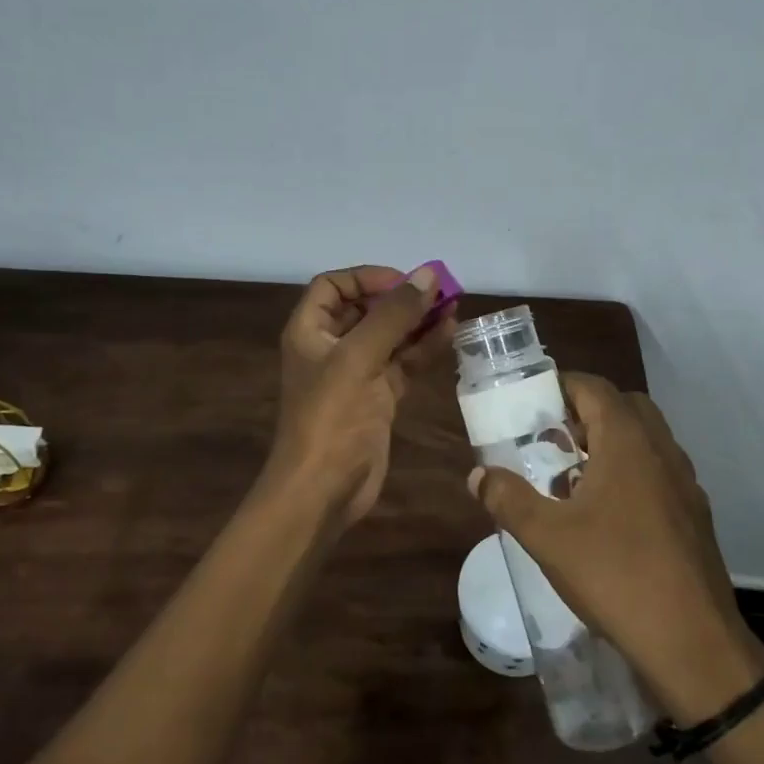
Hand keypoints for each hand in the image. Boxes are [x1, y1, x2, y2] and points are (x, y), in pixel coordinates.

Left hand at [263, 264, 453, 534]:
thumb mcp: (359, 358)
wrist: (324, 489)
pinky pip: (402, 363)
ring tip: (453, 307)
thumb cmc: (331, 417)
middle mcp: (331, 348)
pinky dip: (423, 349)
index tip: (404, 282)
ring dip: (417, 321)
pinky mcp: (378, 398)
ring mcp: (356, 374)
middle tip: (440, 291)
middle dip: (401, 298)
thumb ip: (394, 315)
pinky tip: (448, 334)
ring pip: (389, 336)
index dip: (367, 277)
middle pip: (366, 309)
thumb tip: (428, 274)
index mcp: (311, 331)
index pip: (334, 286)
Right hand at [468, 374, 763, 723]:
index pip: (594, 388)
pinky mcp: (694, 514)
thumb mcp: (547, 537)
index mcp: (628, 441)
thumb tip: (478, 474)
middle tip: (552, 439)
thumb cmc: (615, 575)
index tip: (531, 403)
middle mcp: (662, 450)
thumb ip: (508, 499)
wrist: (693, 641)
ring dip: (610, 444)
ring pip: (645, 441)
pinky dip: (630, 473)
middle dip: (586, 413)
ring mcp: (685, 482)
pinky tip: (607, 515)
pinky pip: (658, 472)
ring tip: (573, 477)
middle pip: (624, 407)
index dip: (560, 386)